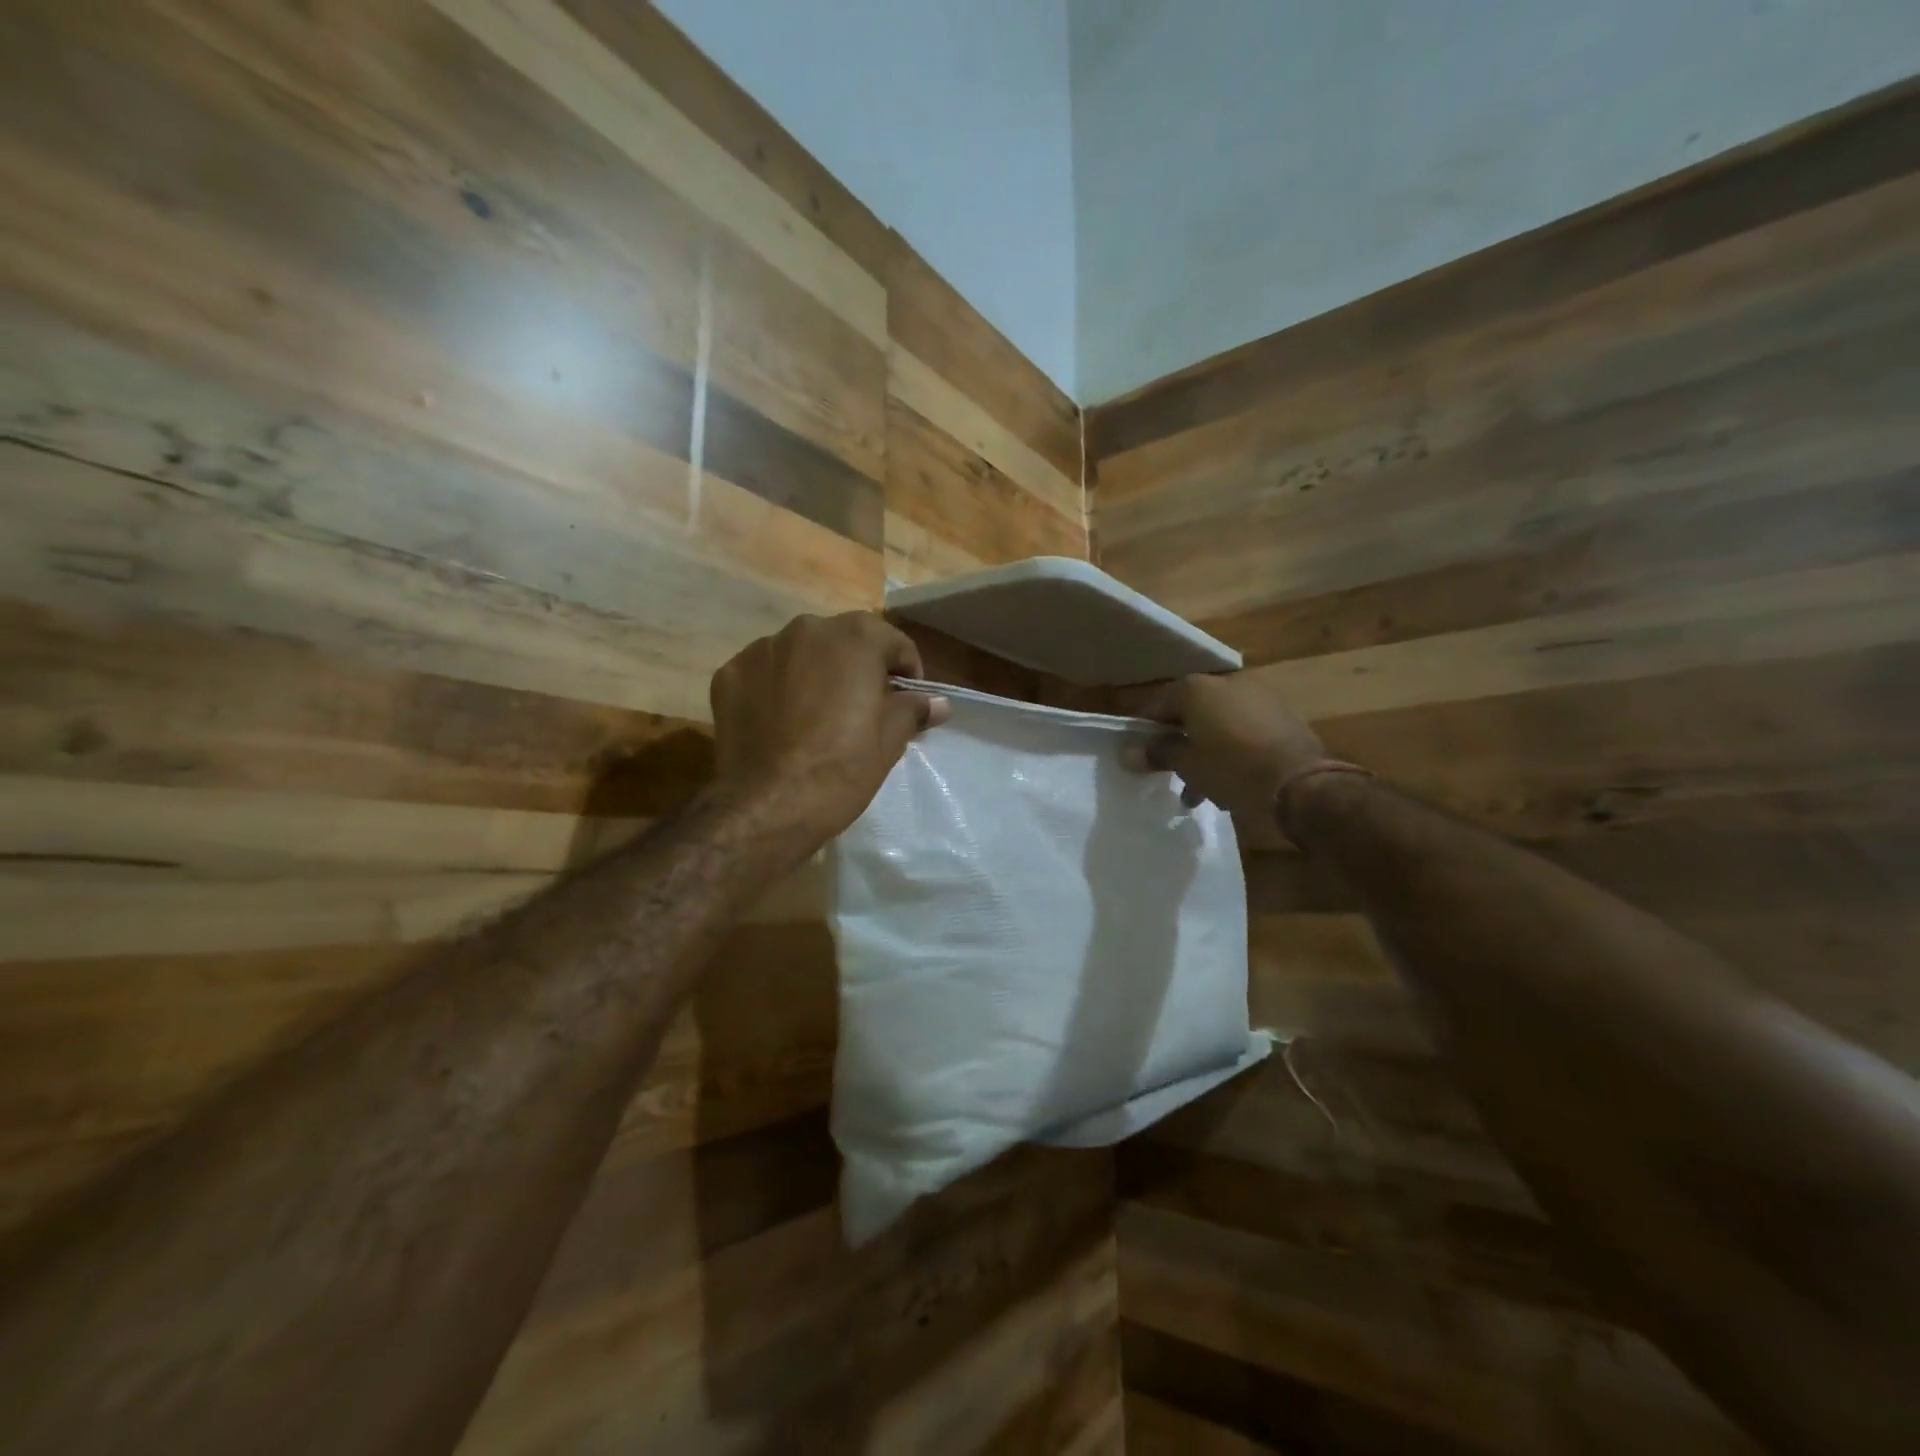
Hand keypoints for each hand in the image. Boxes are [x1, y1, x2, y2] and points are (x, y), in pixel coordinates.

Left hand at [708, 613, 949, 848]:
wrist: (768, 806)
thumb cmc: (842, 769)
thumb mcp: (889, 741)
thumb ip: (913, 710)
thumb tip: (937, 703)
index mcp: (855, 637)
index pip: (893, 643)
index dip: (906, 673)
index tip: (906, 702)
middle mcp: (807, 629)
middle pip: (844, 642)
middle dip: (857, 668)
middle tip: (862, 709)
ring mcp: (762, 648)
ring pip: (801, 654)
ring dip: (814, 674)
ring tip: (816, 716)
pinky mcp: (729, 674)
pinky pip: (764, 673)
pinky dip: (775, 688)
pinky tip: (780, 723)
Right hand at [1121, 673, 1326, 823]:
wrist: (1301, 783)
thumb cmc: (1232, 768)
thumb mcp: (1187, 765)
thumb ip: (1157, 753)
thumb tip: (1128, 753)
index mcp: (1197, 687)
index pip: (1158, 705)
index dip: (1145, 732)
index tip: (1140, 756)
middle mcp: (1227, 682)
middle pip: (1190, 712)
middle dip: (1179, 743)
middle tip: (1170, 773)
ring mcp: (1258, 696)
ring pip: (1218, 723)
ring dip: (1205, 751)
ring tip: (1199, 790)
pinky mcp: (1282, 715)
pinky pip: (1244, 729)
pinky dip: (1231, 750)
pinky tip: (1229, 781)